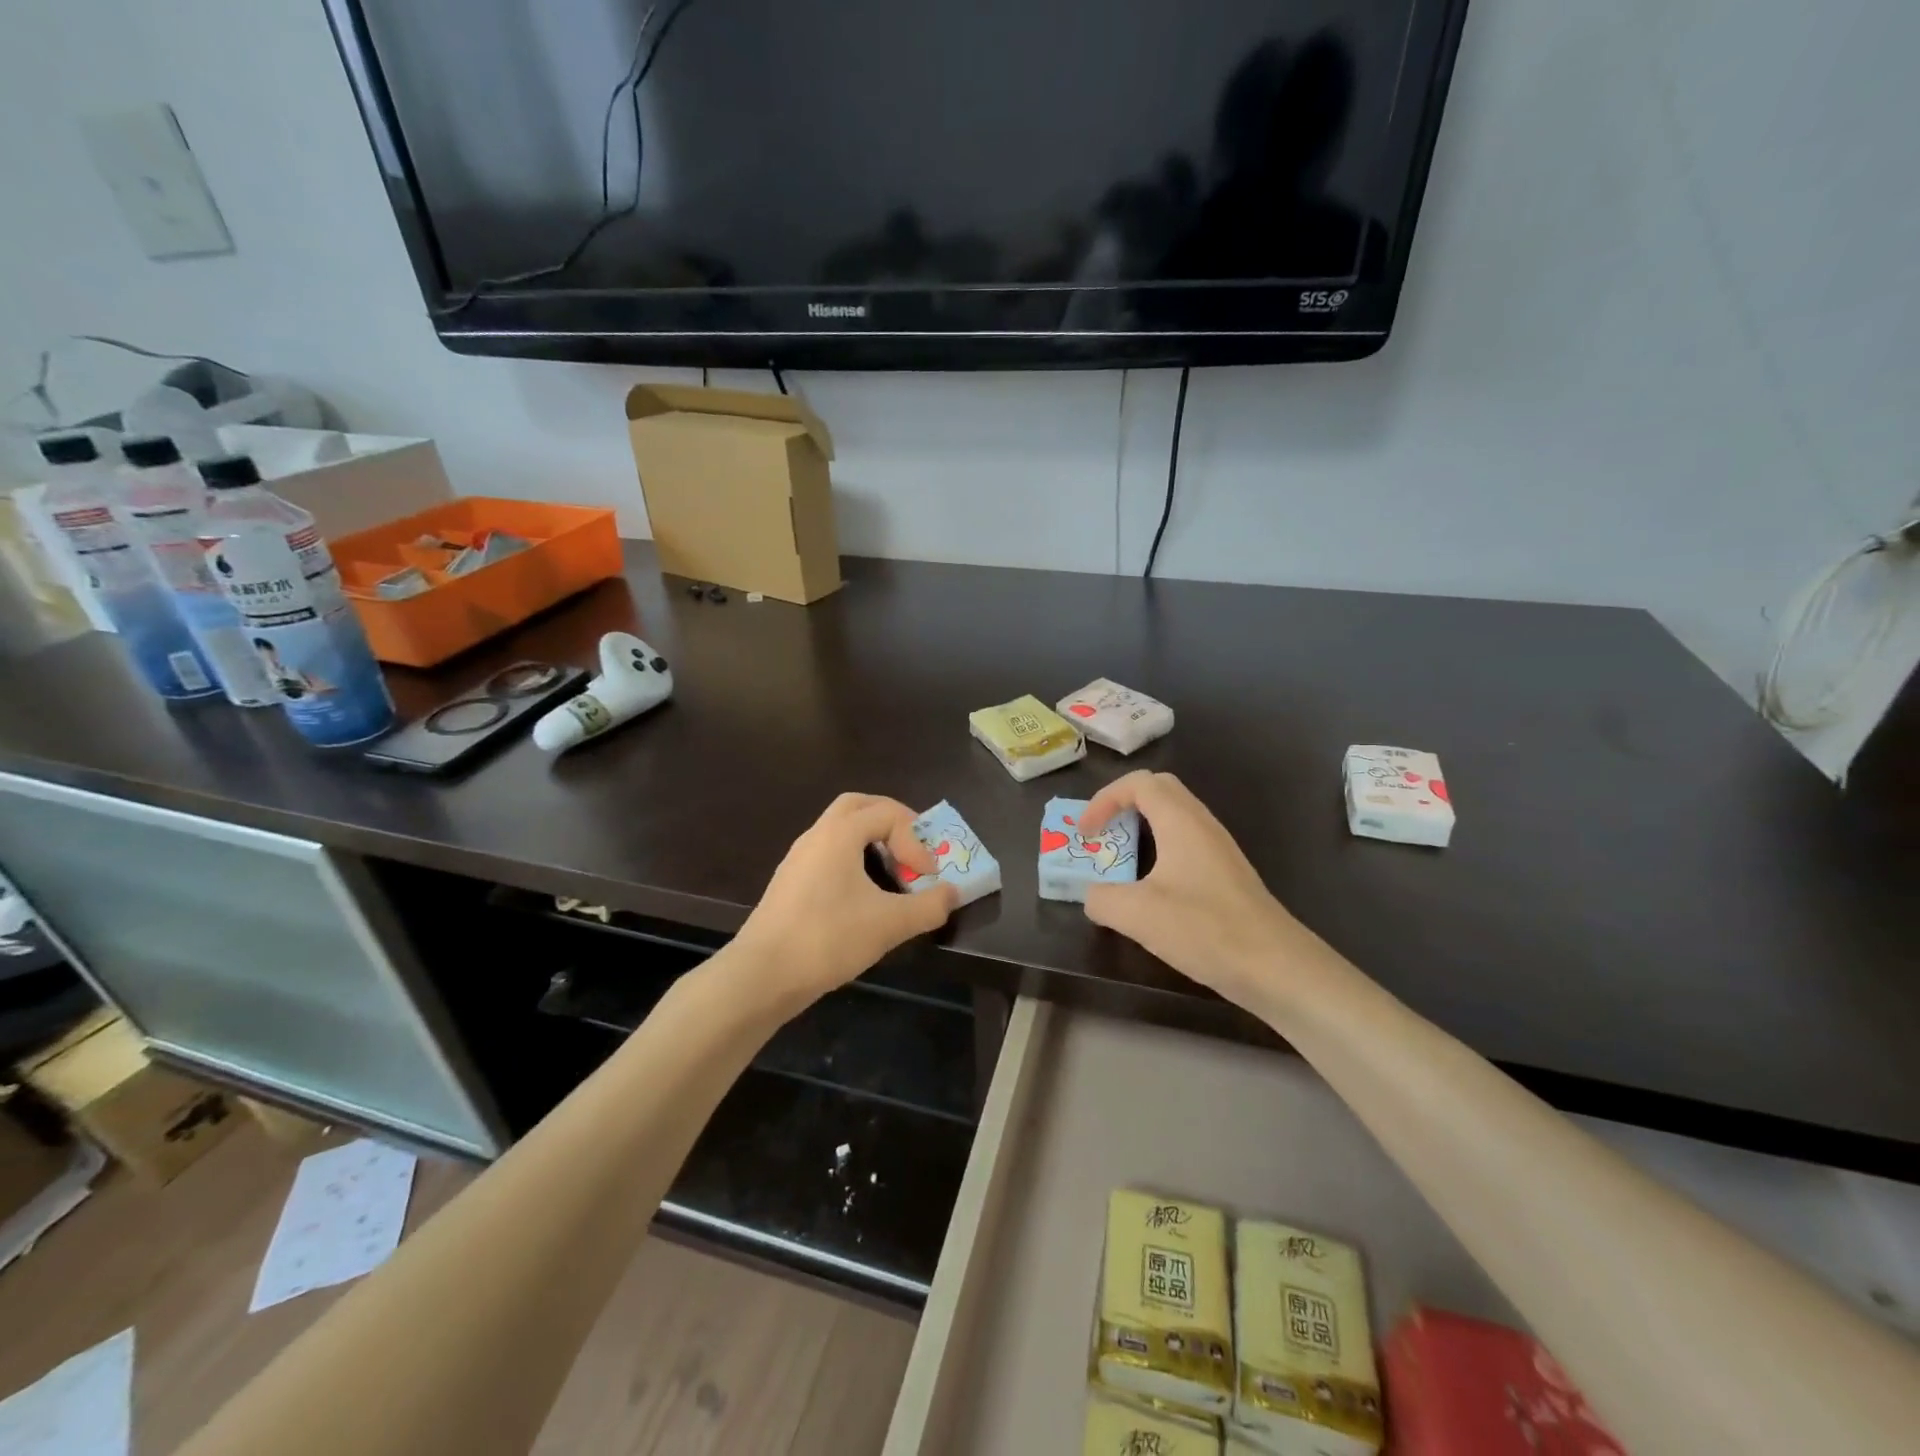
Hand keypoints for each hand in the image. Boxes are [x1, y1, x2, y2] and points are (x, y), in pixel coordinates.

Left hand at [732, 793, 958, 1007]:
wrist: (762, 974)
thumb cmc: (828, 938)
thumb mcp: (889, 924)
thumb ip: (929, 907)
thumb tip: (952, 893)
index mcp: (839, 833)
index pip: (888, 813)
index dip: (915, 840)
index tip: (926, 875)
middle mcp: (816, 835)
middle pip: (858, 806)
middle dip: (891, 820)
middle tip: (912, 846)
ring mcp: (798, 858)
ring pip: (839, 829)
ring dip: (870, 840)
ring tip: (892, 870)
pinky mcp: (790, 882)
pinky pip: (827, 853)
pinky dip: (851, 859)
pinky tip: (861, 895)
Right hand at [1080, 771, 1310, 1010]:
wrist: (1275, 967)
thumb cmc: (1204, 929)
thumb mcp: (1137, 915)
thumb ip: (1101, 899)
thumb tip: (1092, 895)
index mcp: (1180, 821)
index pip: (1138, 783)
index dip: (1103, 799)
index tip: (1085, 833)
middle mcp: (1202, 824)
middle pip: (1158, 791)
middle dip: (1121, 805)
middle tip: (1101, 835)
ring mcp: (1218, 849)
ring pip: (1173, 818)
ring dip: (1140, 829)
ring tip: (1119, 859)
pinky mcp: (1225, 874)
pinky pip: (1184, 844)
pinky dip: (1158, 852)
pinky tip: (1150, 888)